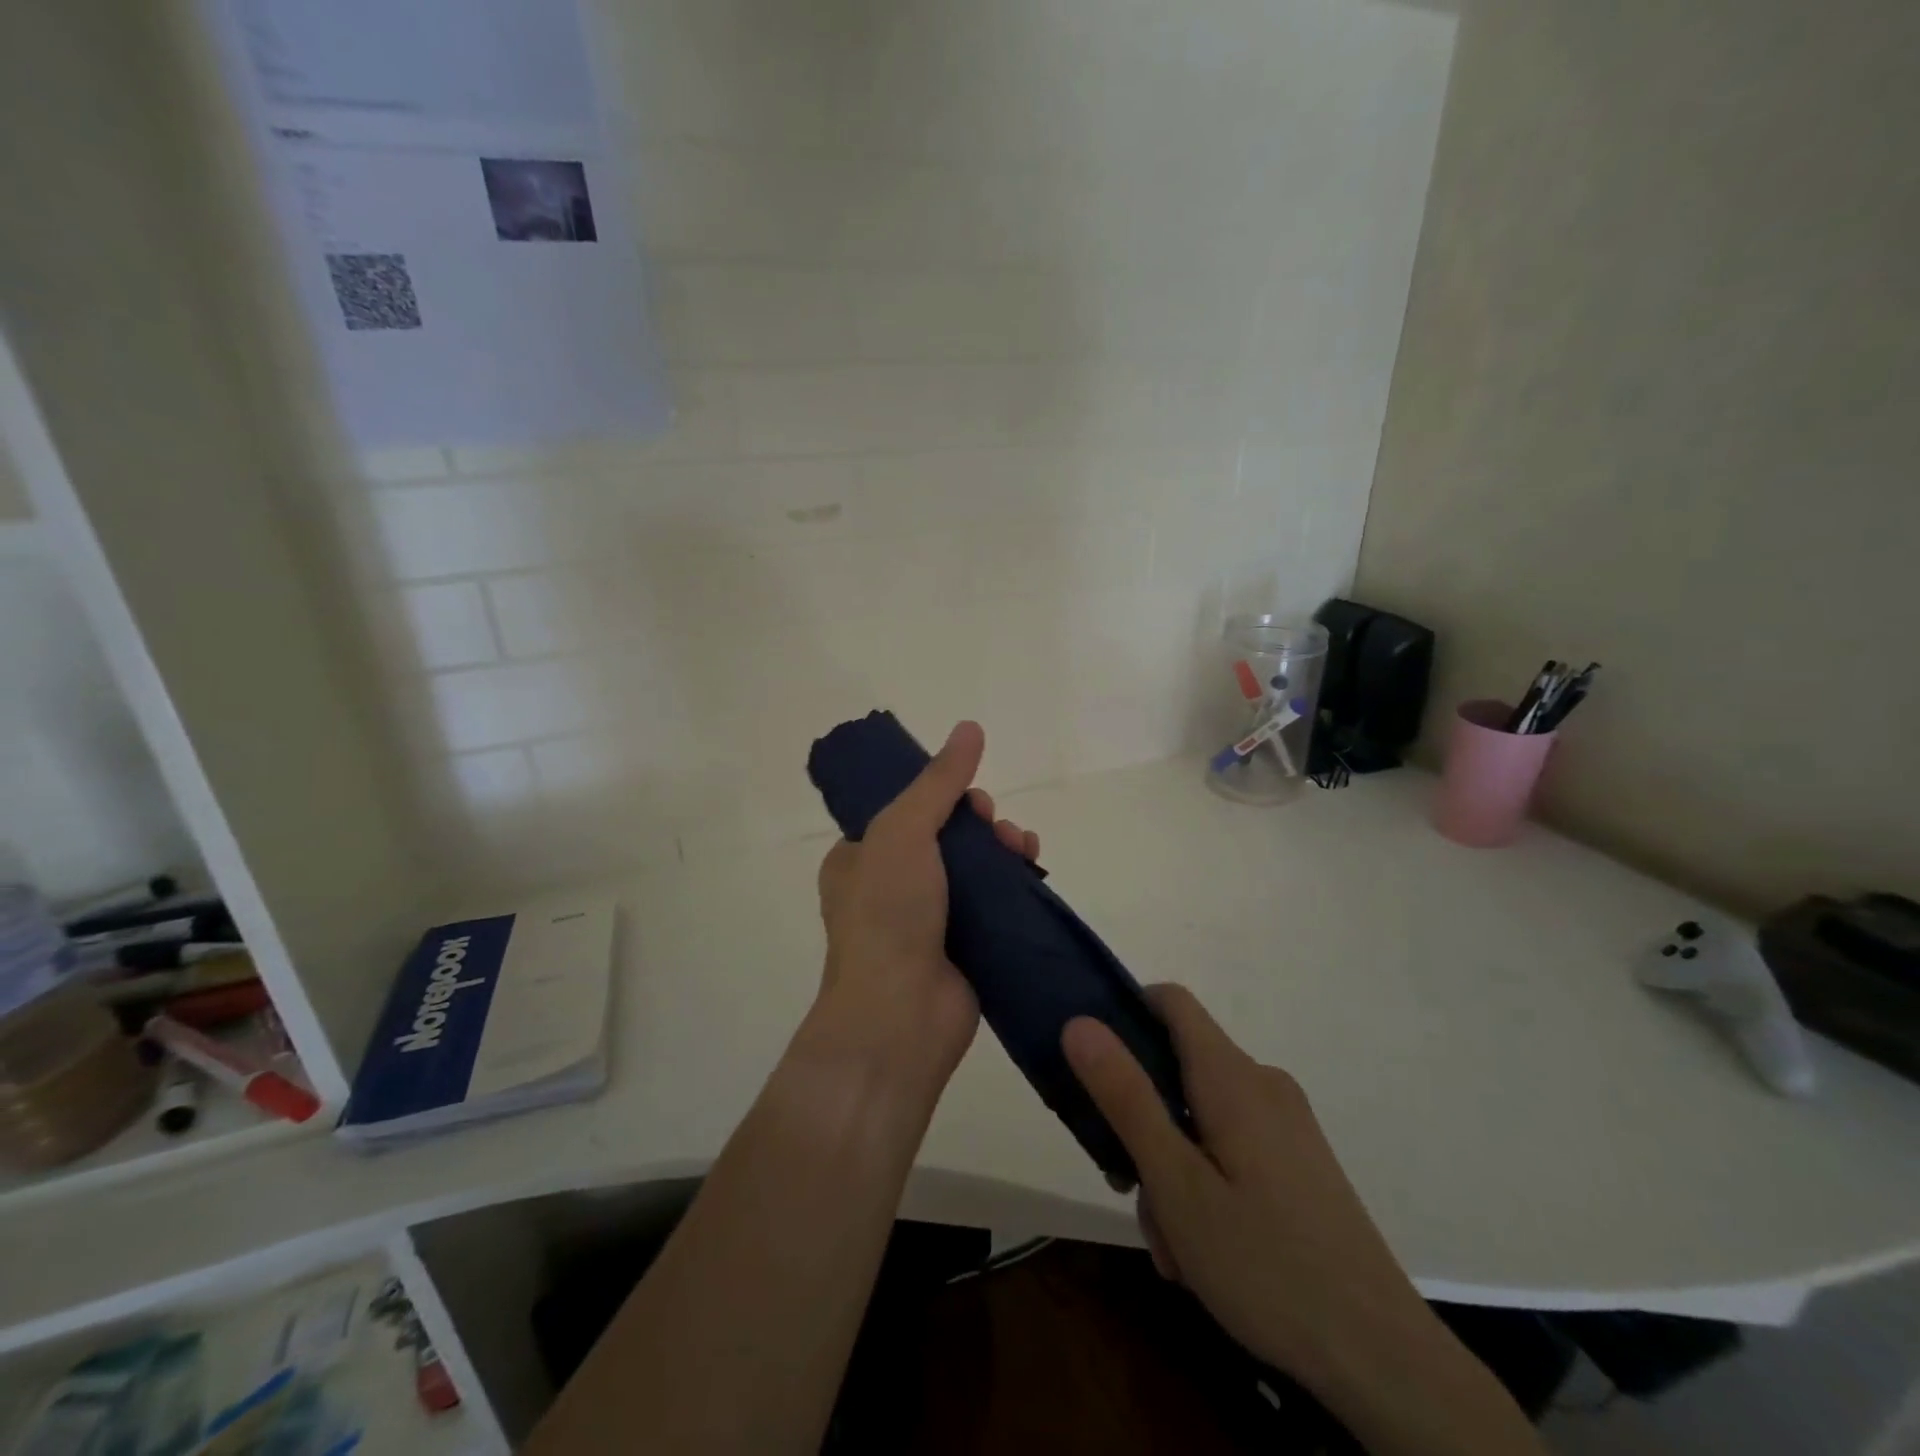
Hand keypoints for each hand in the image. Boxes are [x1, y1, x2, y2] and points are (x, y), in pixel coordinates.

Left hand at [813, 721, 1039, 1089]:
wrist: (900, 1017)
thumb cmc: (887, 914)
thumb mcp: (903, 831)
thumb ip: (938, 781)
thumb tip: (970, 727)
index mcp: (859, 859)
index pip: (902, 811)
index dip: (938, 795)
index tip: (967, 795)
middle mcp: (890, 887)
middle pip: (944, 837)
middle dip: (977, 822)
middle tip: (994, 823)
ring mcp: (928, 920)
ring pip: (973, 869)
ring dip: (1001, 848)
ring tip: (1022, 844)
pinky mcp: (964, 947)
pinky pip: (992, 904)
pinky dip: (1013, 883)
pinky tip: (1033, 868)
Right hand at [1061, 986, 1433, 1387]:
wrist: (1382, 1357)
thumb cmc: (1265, 1262)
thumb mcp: (1175, 1182)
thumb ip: (1125, 1096)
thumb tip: (1079, 1022)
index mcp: (1231, 1076)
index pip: (1171, 1001)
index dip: (1125, 1013)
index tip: (1094, 1065)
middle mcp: (1262, 1084)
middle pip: (1178, 1068)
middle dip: (1143, 1121)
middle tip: (1131, 1190)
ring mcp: (1286, 1123)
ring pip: (1201, 1117)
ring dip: (1172, 1167)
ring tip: (1175, 1245)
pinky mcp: (1300, 1160)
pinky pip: (1232, 1146)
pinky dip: (1206, 1182)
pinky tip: (1206, 1251)